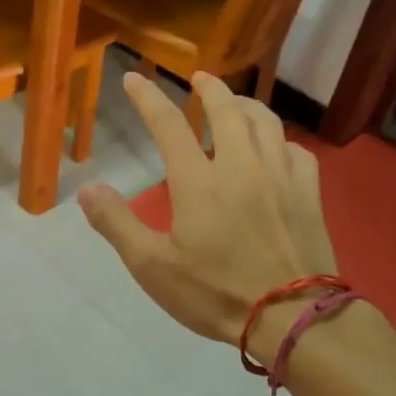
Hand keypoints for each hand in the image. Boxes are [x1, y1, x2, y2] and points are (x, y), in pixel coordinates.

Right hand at [78, 72, 334, 350]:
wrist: (291, 317)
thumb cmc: (215, 293)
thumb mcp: (151, 266)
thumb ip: (116, 224)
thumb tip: (87, 188)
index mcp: (198, 181)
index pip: (168, 124)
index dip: (148, 98)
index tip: (134, 78)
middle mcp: (240, 165)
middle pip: (226, 109)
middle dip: (209, 88)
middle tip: (198, 78)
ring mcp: (280, 176)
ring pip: (265, 121)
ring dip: (245, 104)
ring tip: (234, 103)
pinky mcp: (308, 193)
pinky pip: (295, 150)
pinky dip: (279, 139)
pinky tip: (274, 147)